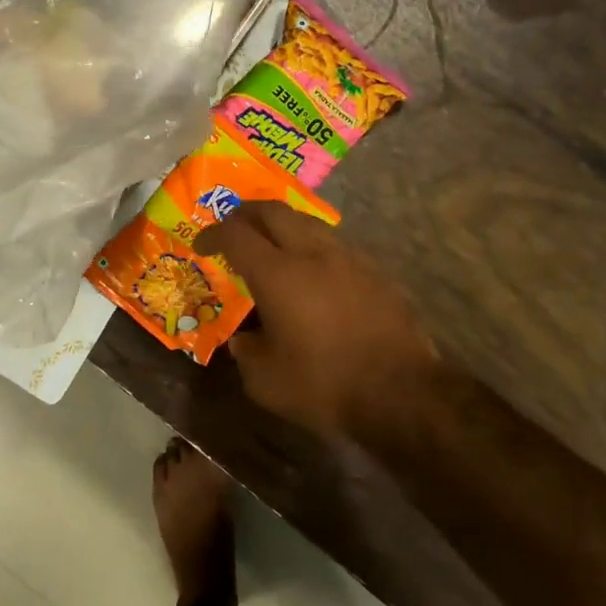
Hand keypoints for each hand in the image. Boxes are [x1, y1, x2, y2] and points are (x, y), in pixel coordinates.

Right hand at [195, 202, 438, 436]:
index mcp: (276, 274)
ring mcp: (348, 258)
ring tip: (272, 243)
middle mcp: (311, 253)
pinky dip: (312, 245)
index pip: (235, 235)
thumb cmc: (325, 386)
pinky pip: (335, 244)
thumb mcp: (265, 382)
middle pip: (273, 211)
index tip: (202, 244)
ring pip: (307, 222)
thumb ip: (246, 353)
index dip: (213, 234)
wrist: (403, 394)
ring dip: (283, 225)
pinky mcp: (375, 272)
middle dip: (247, 214)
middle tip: (234, 227)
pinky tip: (313, 270)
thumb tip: (244, 340)